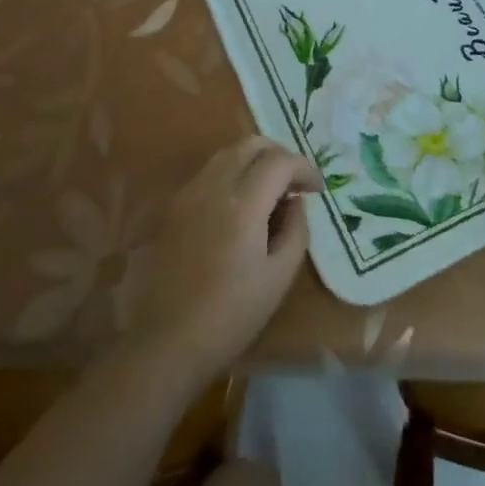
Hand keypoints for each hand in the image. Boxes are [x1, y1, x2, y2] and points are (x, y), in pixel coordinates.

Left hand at [125, 136, 315, 382]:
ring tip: (271, 191)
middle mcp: (213, 188)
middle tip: (295, 182)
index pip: (280, 161)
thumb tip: (296, 202)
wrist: (167, 341)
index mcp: (242, 205)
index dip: (305, 168)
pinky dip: (233, 174)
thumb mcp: (279, 276)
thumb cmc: (231, 315)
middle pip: (251, 144)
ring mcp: (189, 194)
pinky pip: (210, 172)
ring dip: (255, 161)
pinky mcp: (174, 207)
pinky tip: (242, 204)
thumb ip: (296, 229)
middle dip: (280, 154)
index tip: (317, 190)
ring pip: (227, 153)